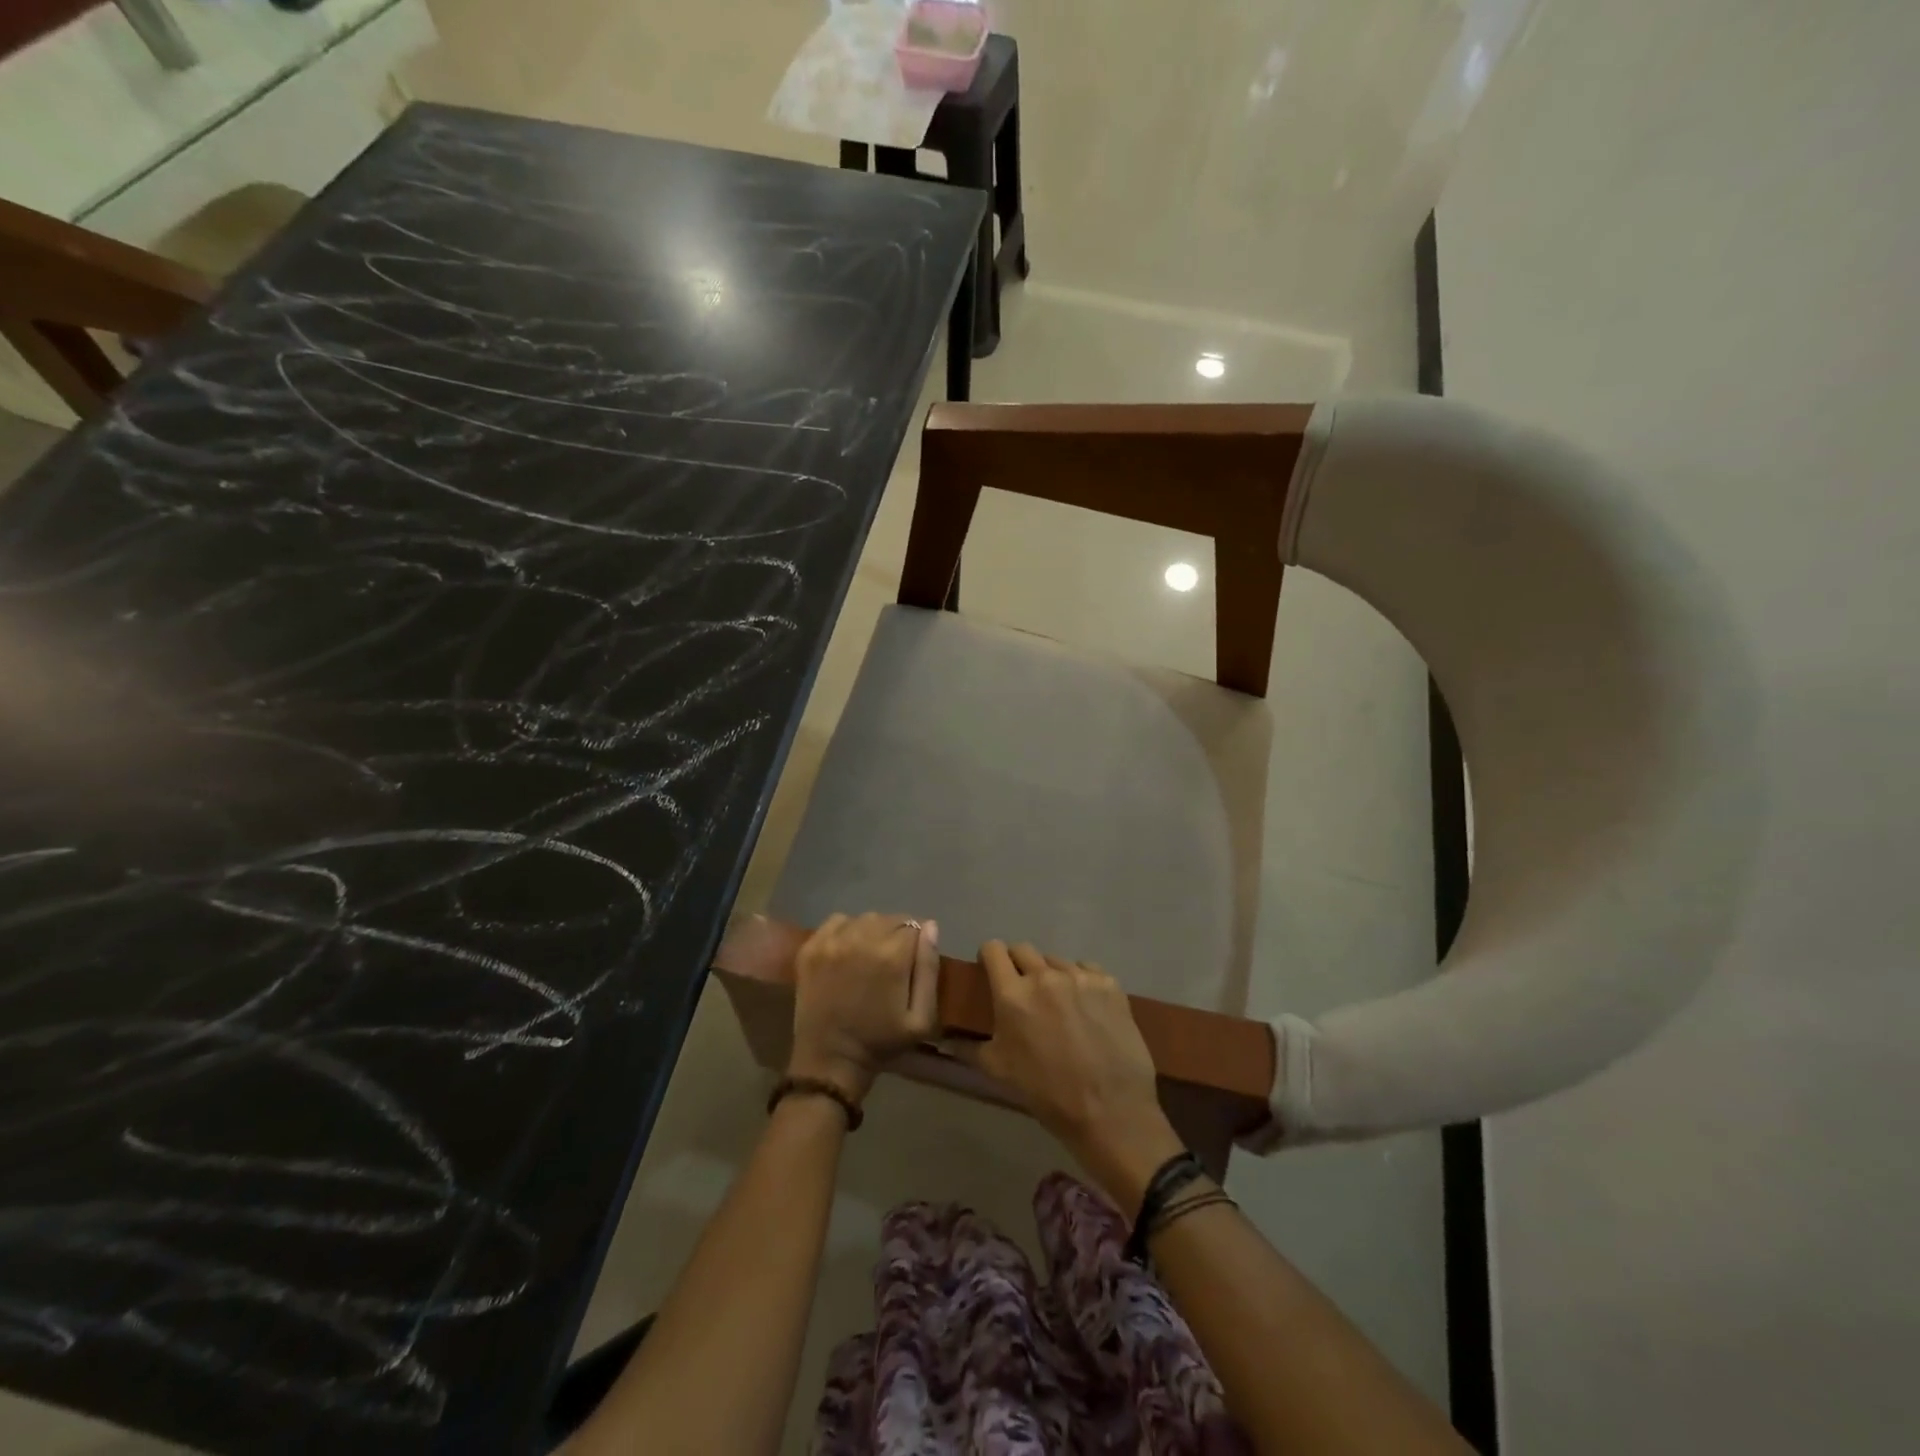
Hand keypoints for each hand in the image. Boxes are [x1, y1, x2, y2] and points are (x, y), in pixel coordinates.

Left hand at [788, 913, 939, 1102]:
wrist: (830, 1059)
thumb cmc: (881, 1041)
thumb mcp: (921, 1018)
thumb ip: (929, 969)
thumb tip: (930, 927)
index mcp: (892, 955)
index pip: (914, 926)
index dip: (915, 944)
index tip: (910, 962)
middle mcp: (862, 939)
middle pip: (889, 919)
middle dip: (896, 935)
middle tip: (890, 961)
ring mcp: (832, 941)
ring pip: (864, 919)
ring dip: (872, 932)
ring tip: (869, 956)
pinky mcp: (811, 948)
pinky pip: (836, 921)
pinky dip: (846, 930)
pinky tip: (848, 950)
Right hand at [954, 942, 1184, 1207]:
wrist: (1110, 1111)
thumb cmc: (1046, 1093)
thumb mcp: (999, 1072)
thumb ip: (968, 1048)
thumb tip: (945, 1040)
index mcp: (1012, 994)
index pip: (993, 950)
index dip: (988, 957)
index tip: (990, 970)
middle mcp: (1044, 976)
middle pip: (1023, 950)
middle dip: (1017, 964)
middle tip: (1022, 990)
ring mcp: (1080, 977)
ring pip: (1056, 961)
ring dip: (1051, 975)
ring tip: (1058, 1004)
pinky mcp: (1109, 984)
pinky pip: (1087, 970)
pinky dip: (1081, 981)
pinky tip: (1086, 1007)